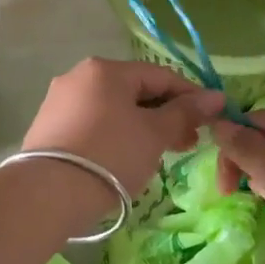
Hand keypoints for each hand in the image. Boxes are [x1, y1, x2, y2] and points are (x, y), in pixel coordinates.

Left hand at [23, 59, 227, 197]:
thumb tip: (216, 97)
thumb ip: (185, 112)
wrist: (49, 194)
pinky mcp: (49, 128)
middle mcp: (79, 77)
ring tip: (163, 152)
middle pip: (135, 91)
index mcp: (106, 69)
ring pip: (114, 109)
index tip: (212, 117)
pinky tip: (129, 157)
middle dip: (166, 115)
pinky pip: (94, 124)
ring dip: (144, 127)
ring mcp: (60, 102)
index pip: (160, 75)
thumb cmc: (111, 155)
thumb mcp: (155, 133)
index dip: (190, 96)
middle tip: (189, 142)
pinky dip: (117, 135)